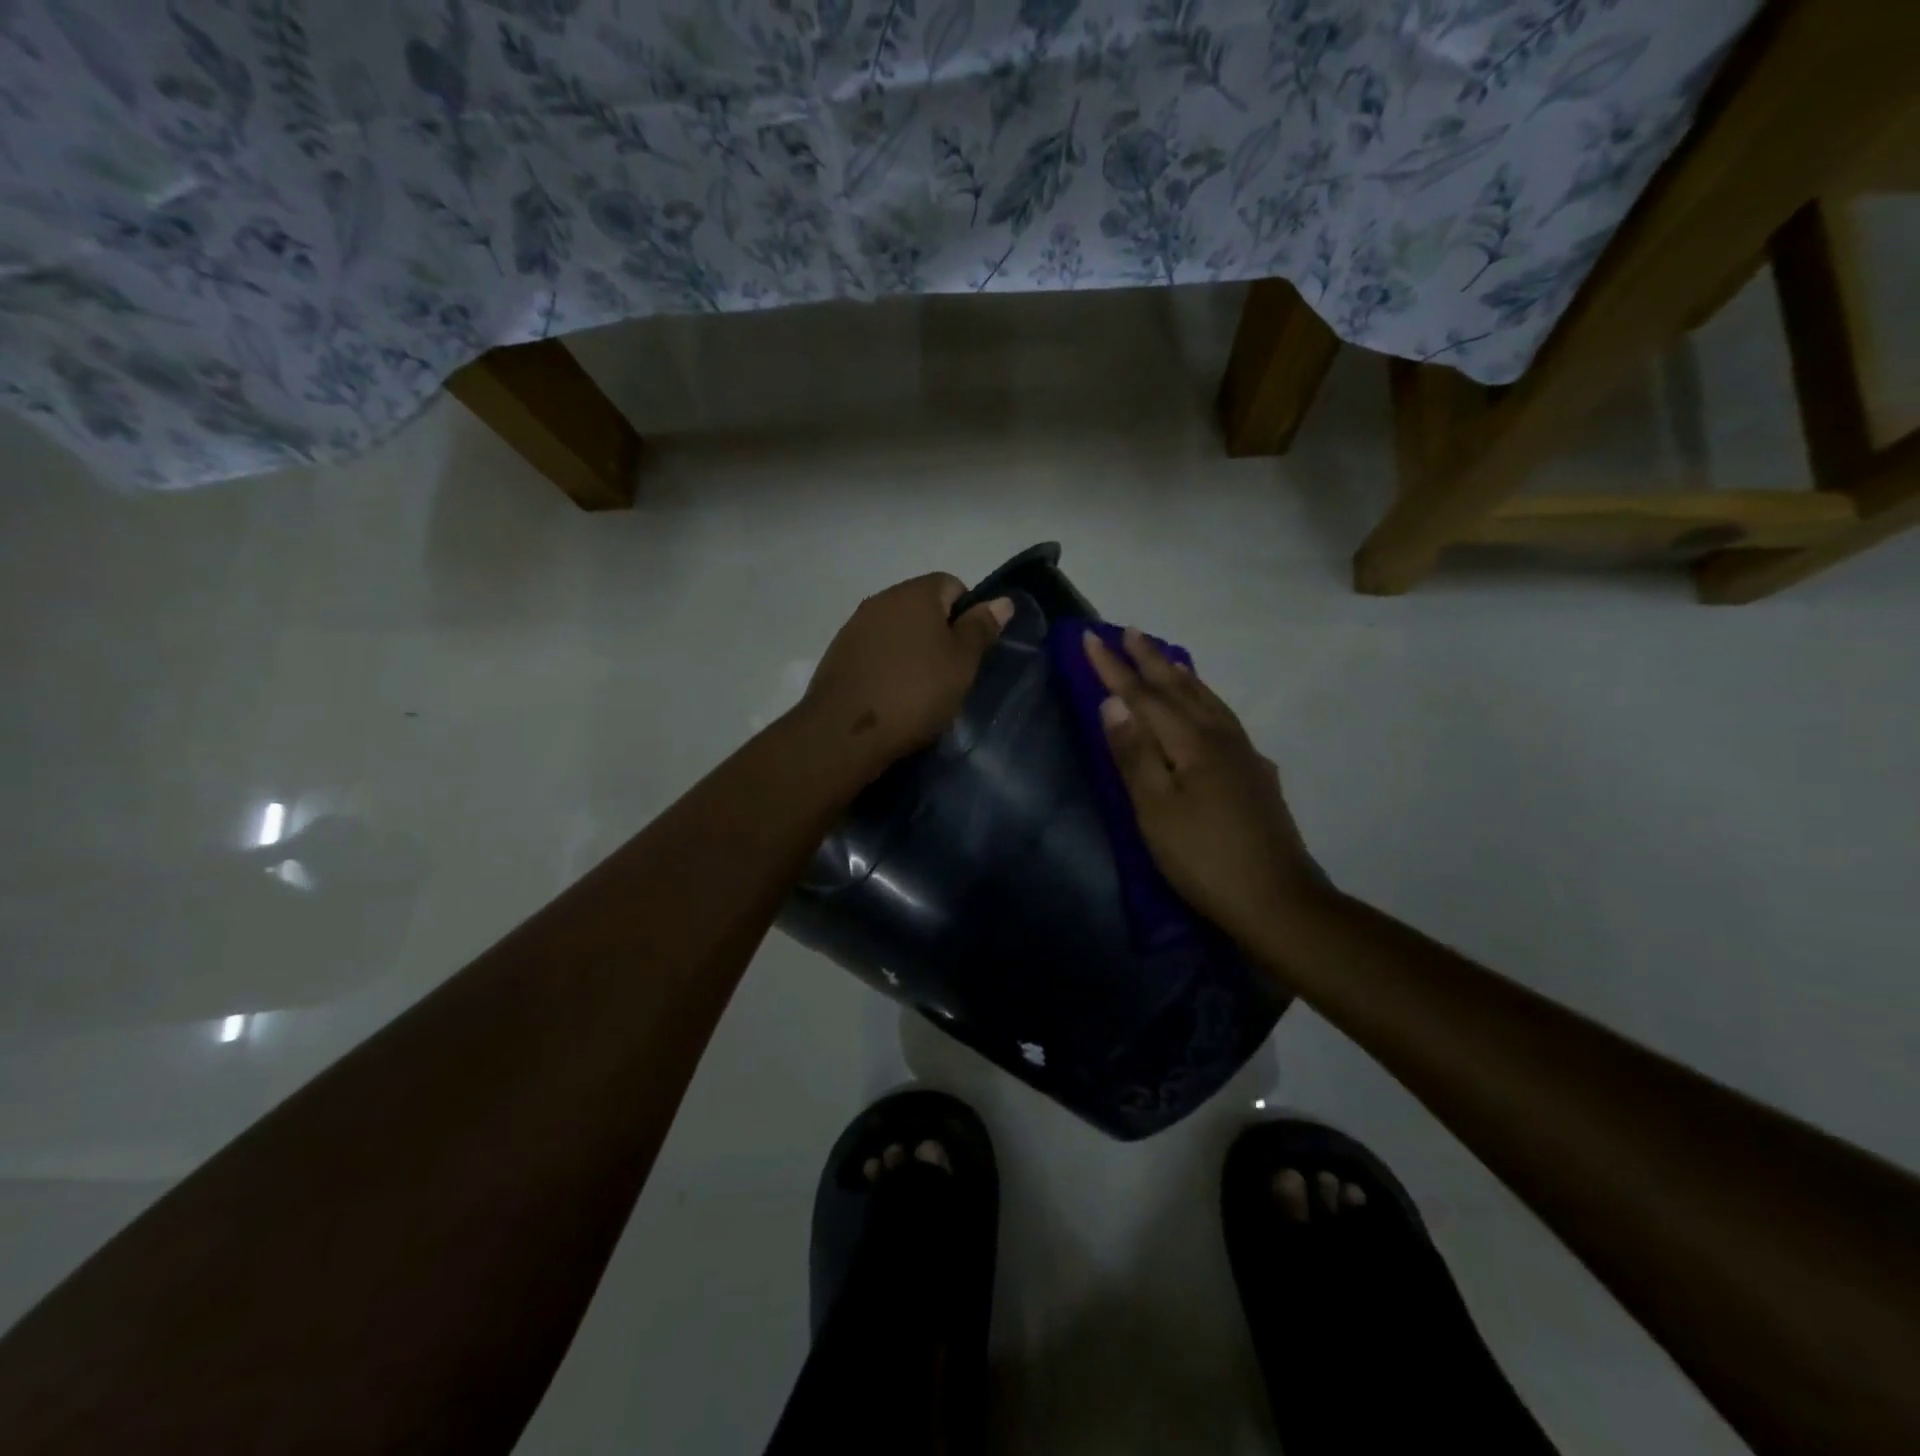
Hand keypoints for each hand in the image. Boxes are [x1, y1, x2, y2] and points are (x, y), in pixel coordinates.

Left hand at [804, 573, 1011, 770]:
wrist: (845, 732)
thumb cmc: (915, 692)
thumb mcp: (962, 662)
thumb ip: (981, 628)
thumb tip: (1003, 600)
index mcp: (915, 593)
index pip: (952, 585)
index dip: (968, 614)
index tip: (971, 651)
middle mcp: (881, 599)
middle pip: (922, 606)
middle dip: (939, 633)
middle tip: (950, 673)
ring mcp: (855, 626)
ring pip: (897, 630)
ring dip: (912, 650)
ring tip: (921, 689)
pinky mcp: (838, 654)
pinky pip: (875, 651)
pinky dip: (888, 665)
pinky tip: (892, 695)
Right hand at [1085, 628, 1322, 947]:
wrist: (1277, 900)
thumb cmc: (1204, 858)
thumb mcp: (1155, 810)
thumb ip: (1134, 754)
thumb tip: (1113, 703)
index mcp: (1192, 743)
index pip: (1144, 696)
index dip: (1114, 668)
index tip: (1091, 638)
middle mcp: (1220, 737)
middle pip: (1180, 689)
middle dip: (1150, 659)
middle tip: (1129, 630)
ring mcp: (1243, 755)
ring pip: (1207, 700)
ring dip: (1181, 675)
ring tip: (1165, 658)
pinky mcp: (1256, 774)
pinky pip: (1223, 718)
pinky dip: (1206, 700)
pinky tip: (1207, 709)